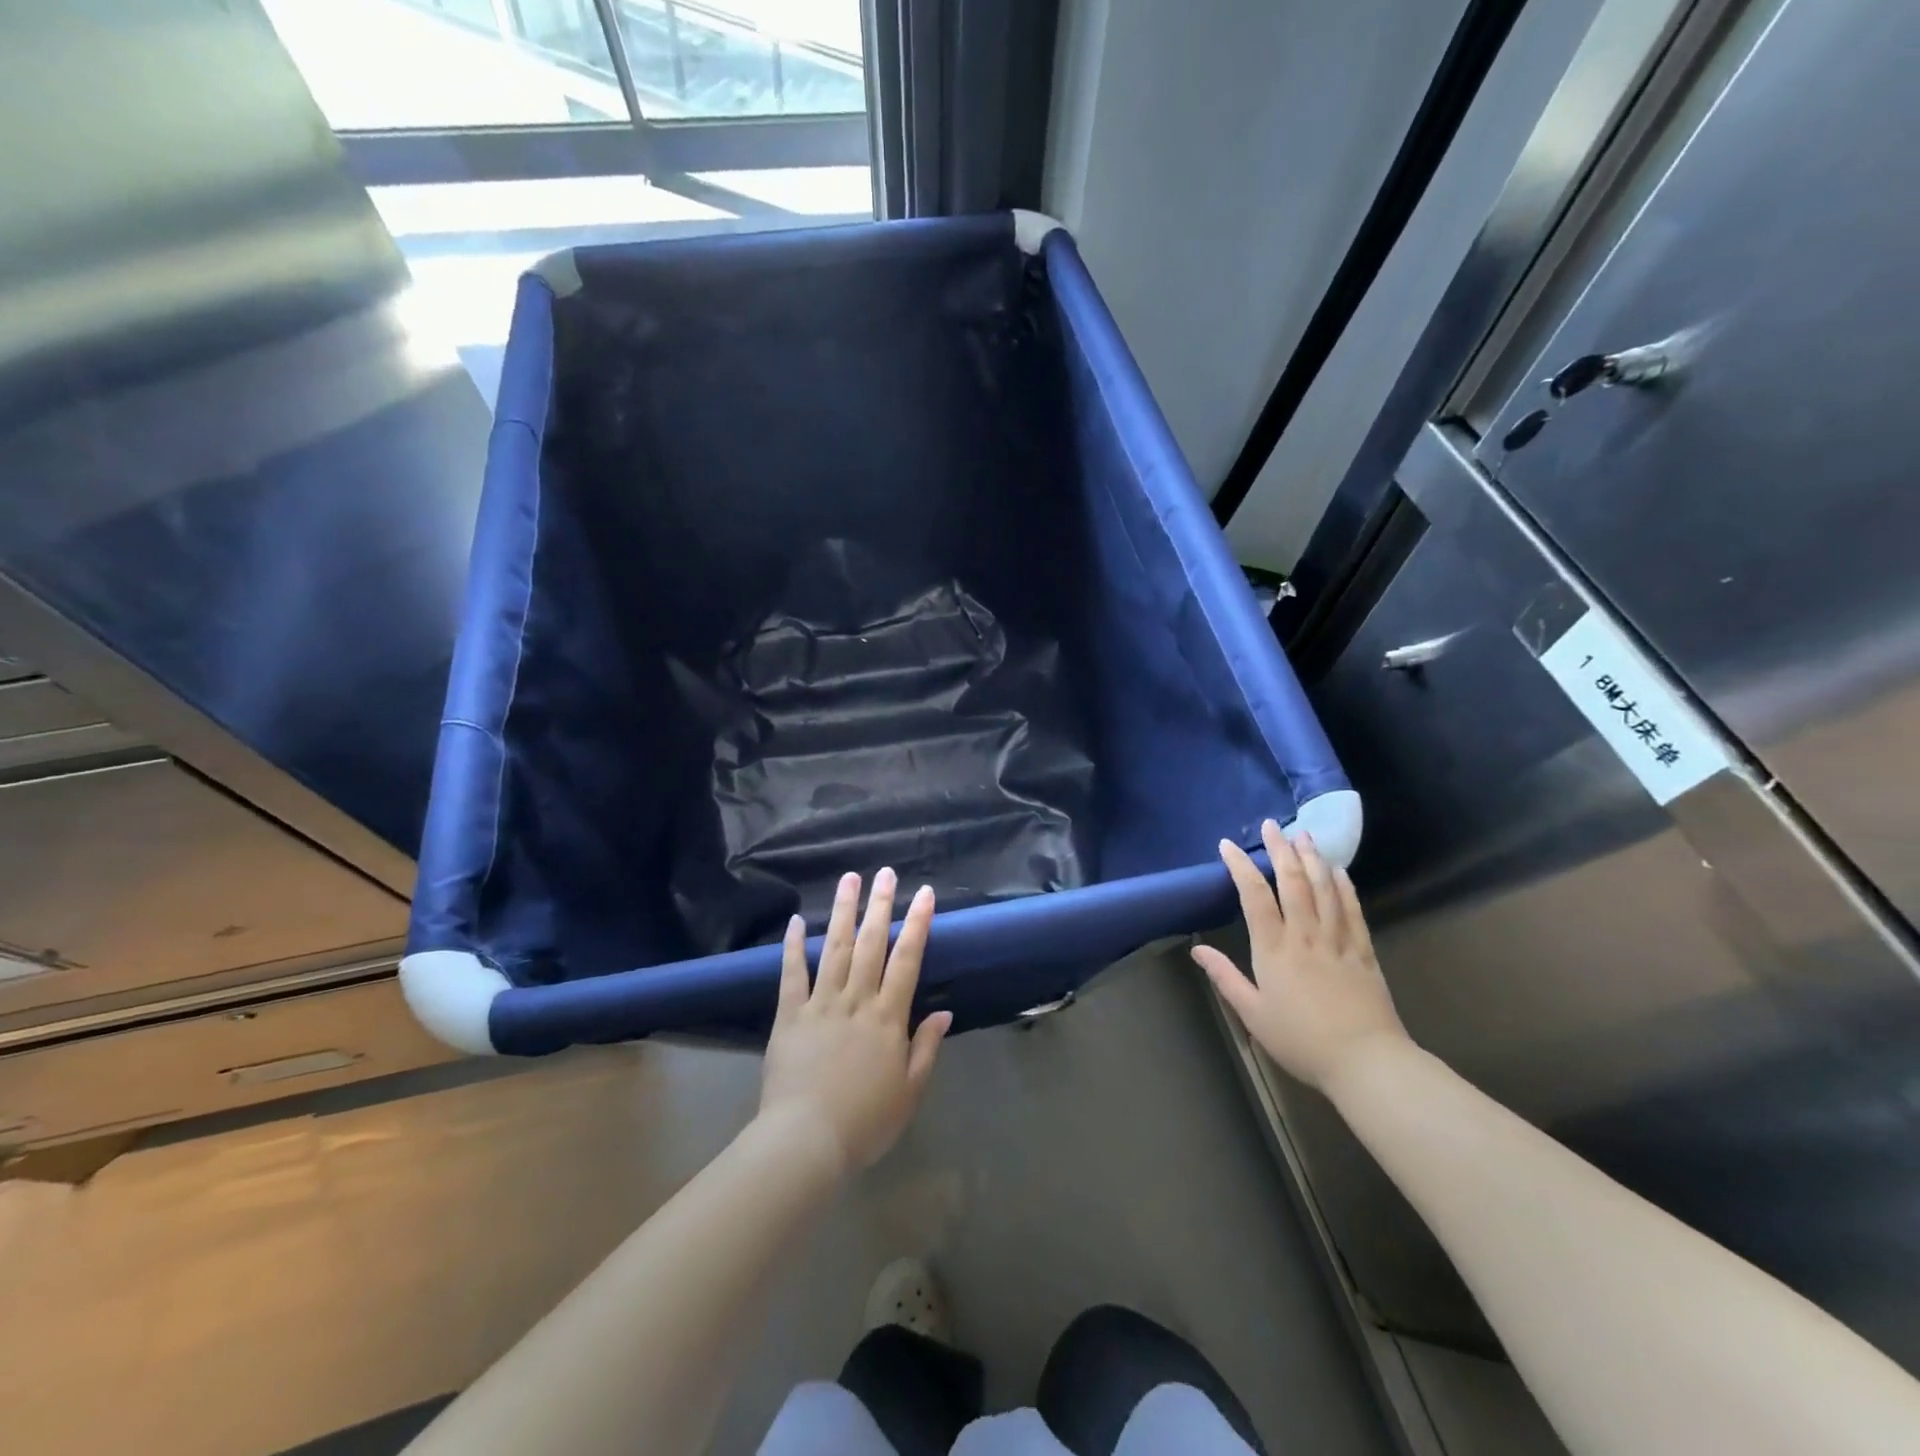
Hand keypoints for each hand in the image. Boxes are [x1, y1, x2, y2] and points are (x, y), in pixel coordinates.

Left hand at [758, 869, 952, 1176]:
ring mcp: (820, 1004)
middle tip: (885, 872)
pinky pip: (792, 974)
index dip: (916, 923)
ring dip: (842, 911)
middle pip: (870, 943)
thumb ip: (926, 1047)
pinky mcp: (789, 1015)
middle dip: (880, 905)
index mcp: (887, 1017)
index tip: (924, 893)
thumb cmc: (865, 1121)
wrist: (806, 1141)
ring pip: (834, 948)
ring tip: (848, 879)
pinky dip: (793, 946)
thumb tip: (944, 1011)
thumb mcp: (910, 1091)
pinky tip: (795, 921)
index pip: (907, 959)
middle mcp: (856, 999)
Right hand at [1192, 820, 1408, 1092]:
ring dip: (1312, 858)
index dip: (1240, 867)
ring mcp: (1338, 940)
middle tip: (1272, 826)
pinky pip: (1353, 909)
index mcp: (1274, 949)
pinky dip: (1344, 886)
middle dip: (1280, 850)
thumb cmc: (1302, 1041)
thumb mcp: (1253, 1013)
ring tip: (1304, 835)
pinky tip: (1338, 870)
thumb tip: (1196, 949)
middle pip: (1292, 882)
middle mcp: (1305, 935)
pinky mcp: (1363, 951)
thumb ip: (1225, 977)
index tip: (1227, 846)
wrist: (1366, 1062)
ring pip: (1324, 888)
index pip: (1254, 896)